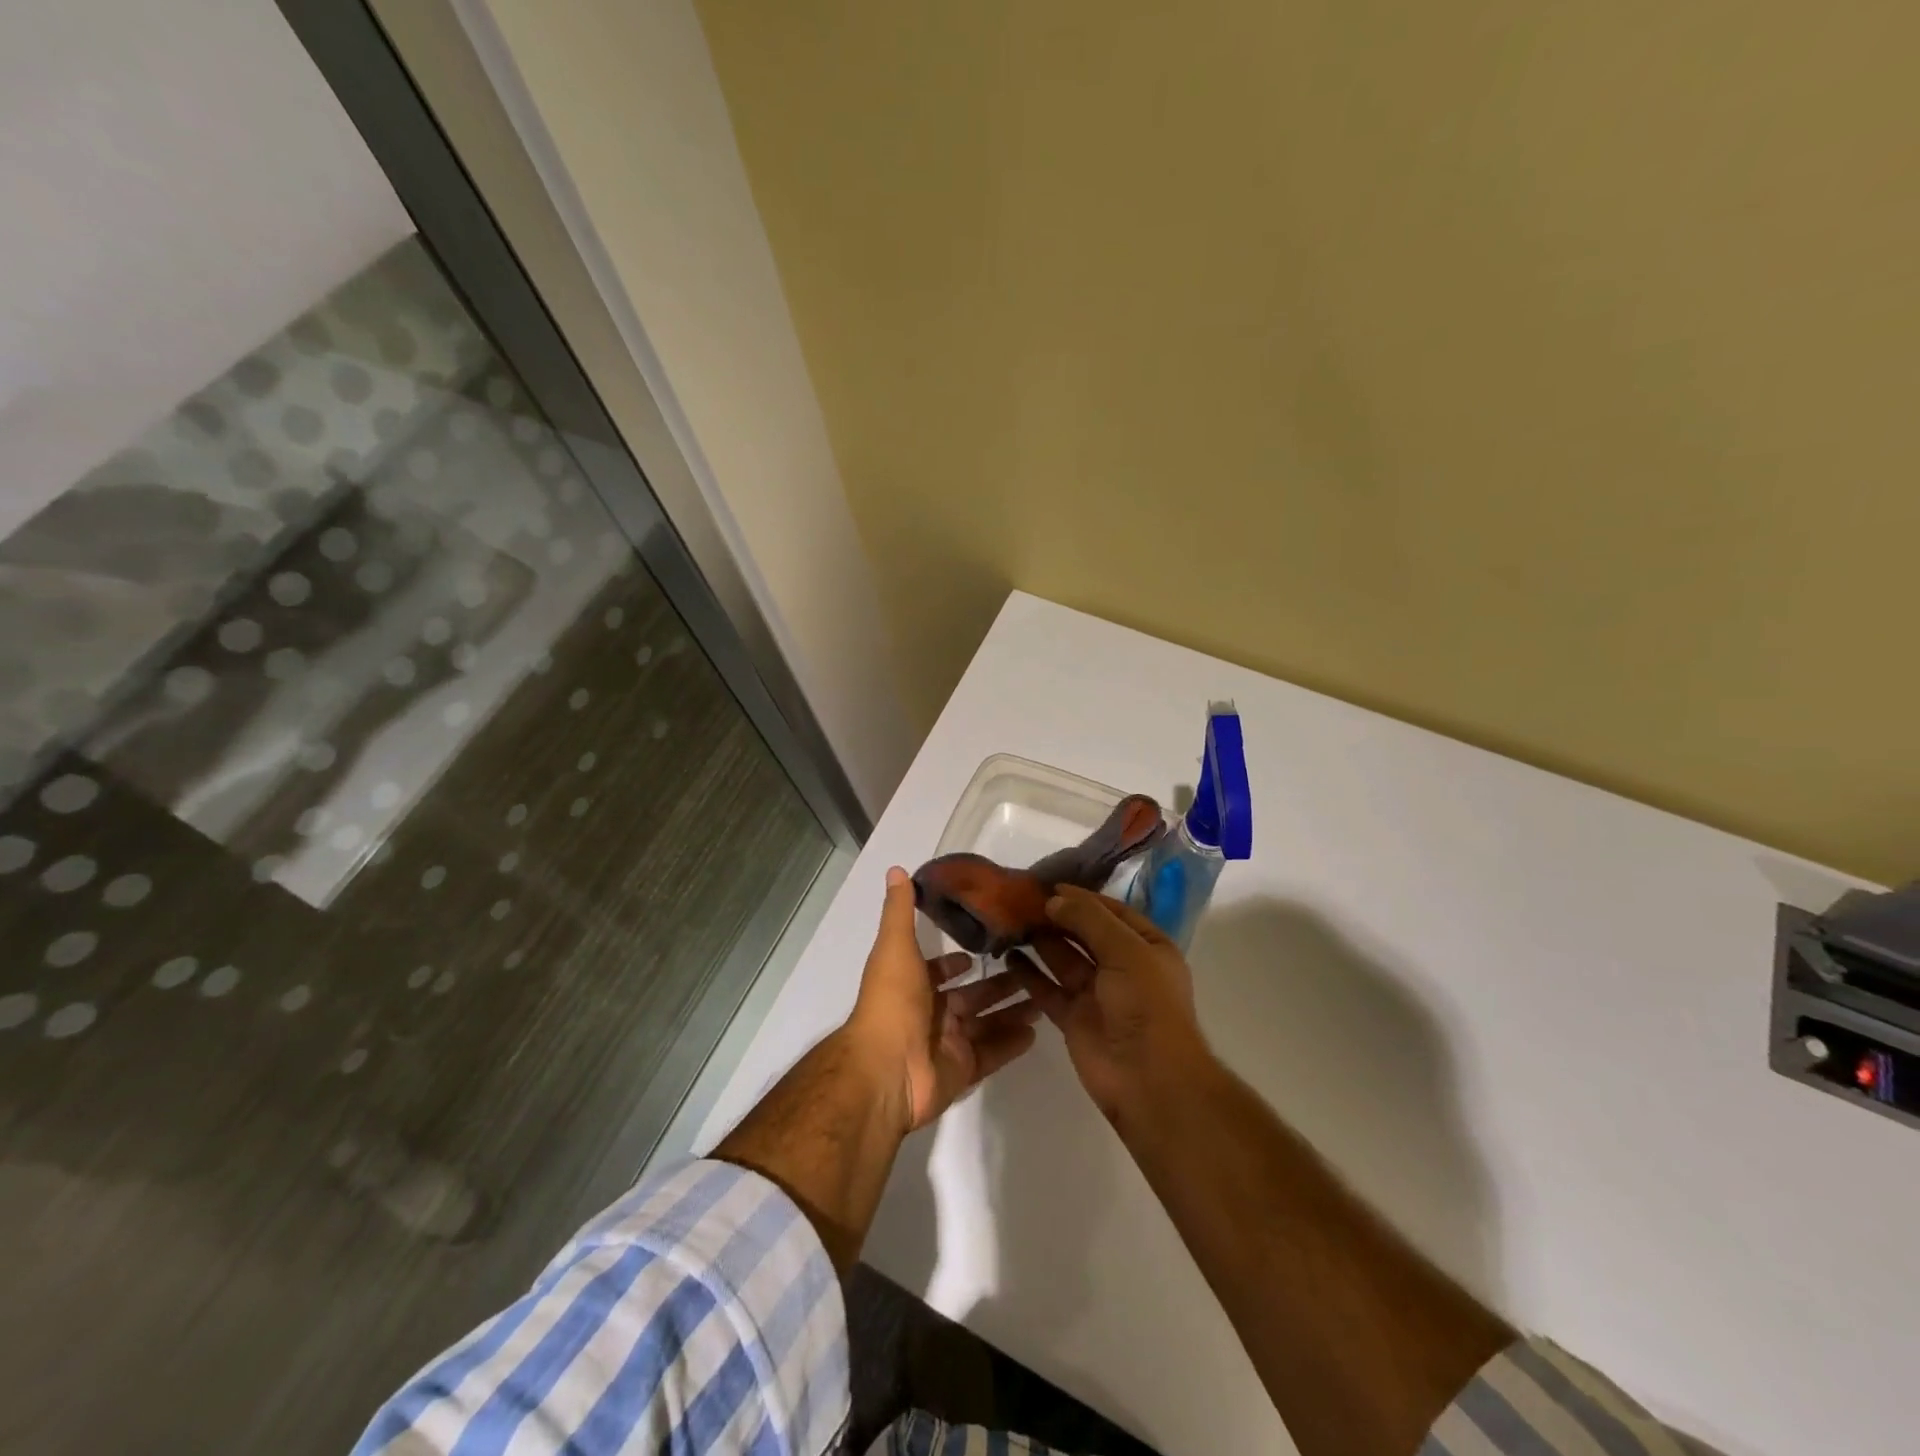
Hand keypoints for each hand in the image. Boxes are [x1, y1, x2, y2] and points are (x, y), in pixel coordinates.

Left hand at [847, 866, 1041, 1132]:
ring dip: (1012, 1009)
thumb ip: (899, 910)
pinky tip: (1037, 1030)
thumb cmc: (892, 1002)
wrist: (886, 1069)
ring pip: (987, 1022)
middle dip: (998, 982)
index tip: (987, 947)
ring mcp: (948, 1043)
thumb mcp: (896, 947)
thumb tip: (896, 870)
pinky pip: (992, 1053)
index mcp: (913, 984)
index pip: (939, 970)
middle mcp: (930, 1012)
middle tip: (1033, 968)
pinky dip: (1012, 1043)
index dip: (958, 961)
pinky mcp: (963, 1070)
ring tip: (1045, 996)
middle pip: (971, 995)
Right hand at [1008, 885, 1211, 1123]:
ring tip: (1010, 921)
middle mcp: (1123, 966)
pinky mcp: (1073, 1017)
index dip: (1082, 897)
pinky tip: (1008, 956)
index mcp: (1147, 947)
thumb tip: (1054, 899)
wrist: (1148, 1078)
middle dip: (1058, 917)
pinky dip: (1029, 973)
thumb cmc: (1146, 1004)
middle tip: (1021, 900)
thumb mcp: (1126, 950)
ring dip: (1041, 941)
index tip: (1048, 885)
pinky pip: (1048, 988)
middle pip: (1085, 933)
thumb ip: (1089, 920)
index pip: (1112, 912)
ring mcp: (1097, 993)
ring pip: (1063, 958)